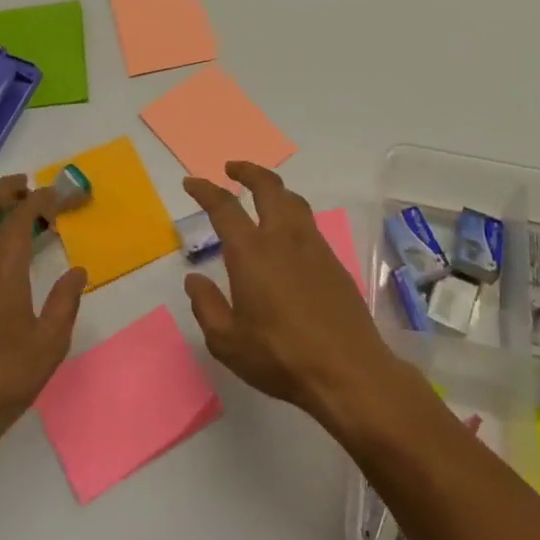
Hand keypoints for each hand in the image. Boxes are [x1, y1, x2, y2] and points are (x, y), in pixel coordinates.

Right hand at [182, 162, 403, 429]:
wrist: (347, 370)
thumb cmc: (280, 357)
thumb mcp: (227, 341)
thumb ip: (206, 306)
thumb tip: (194, 280)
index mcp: (251, 252)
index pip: (224, 207)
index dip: (205, 190)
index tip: (192, 182)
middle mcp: (283, 238)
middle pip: (268, 187)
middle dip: (248, 171)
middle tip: (232, 169)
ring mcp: (313, 246)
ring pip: (293, 200)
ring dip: (274, 188)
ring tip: (262, 194)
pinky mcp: (333, 261)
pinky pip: (309, 222)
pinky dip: (292, 212)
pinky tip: (287, 233)